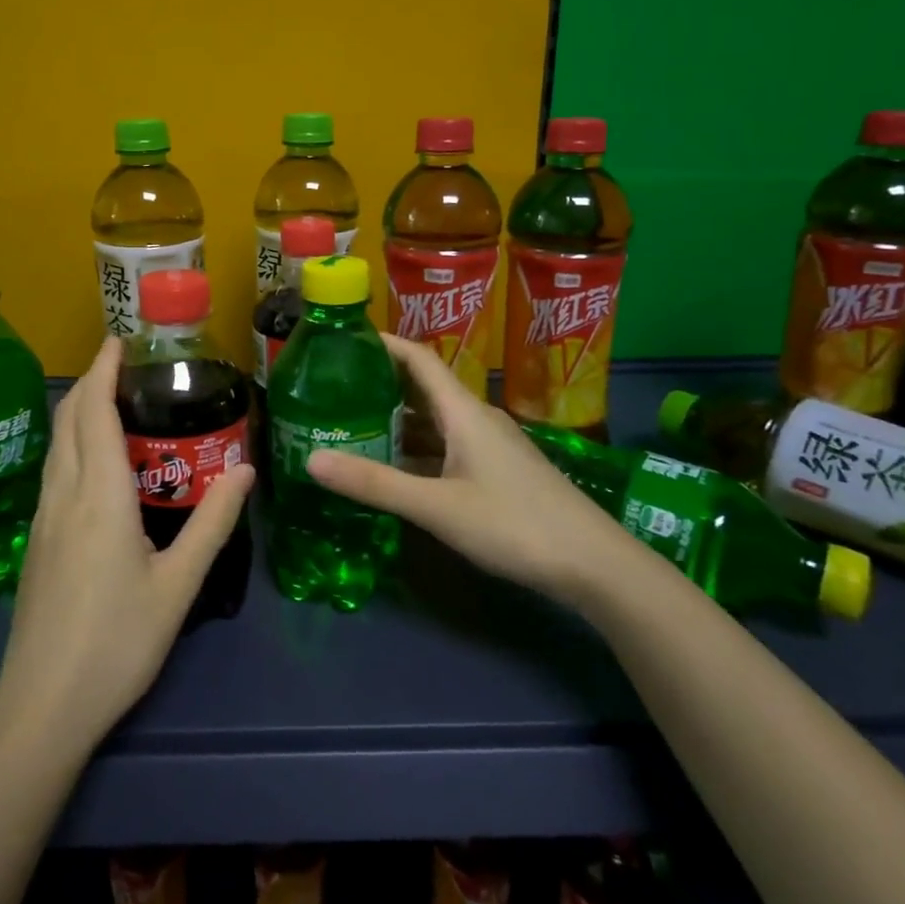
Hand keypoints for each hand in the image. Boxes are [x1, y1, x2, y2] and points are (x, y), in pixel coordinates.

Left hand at [0, 337, 254, 754]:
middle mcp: (63, 496)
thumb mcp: (179, 584)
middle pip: (68, 421)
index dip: (103, 370)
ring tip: (114, 402)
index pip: (94, 413)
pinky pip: (53, 472)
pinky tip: (96, 464)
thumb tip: (247, 470)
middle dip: (90, 382)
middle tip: (125, 365)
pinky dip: (72, 444)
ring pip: (56, 446)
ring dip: (79, 413)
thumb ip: (213, 523)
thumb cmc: (118, 643)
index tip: (119, 341)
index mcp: (99, 497)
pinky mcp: (37, 543)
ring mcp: (43, 520)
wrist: (42, 707)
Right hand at [304, 334, 625, 602]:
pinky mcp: (497, 471)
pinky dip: (416, 448)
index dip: (383, 342)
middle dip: (380, 382)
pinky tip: (395, 467)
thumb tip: (311, 460)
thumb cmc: (514, 524)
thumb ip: (374, 484)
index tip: (343, 339)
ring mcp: (490, 446)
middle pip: (423, 387)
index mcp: (463, 411)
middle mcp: (476, 419)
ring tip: (353, 424)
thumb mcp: (437, 507)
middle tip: (334, 387)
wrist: (593, 564)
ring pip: (434, 420)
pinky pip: (446, 445)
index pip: (418, 358)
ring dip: (397, 418)